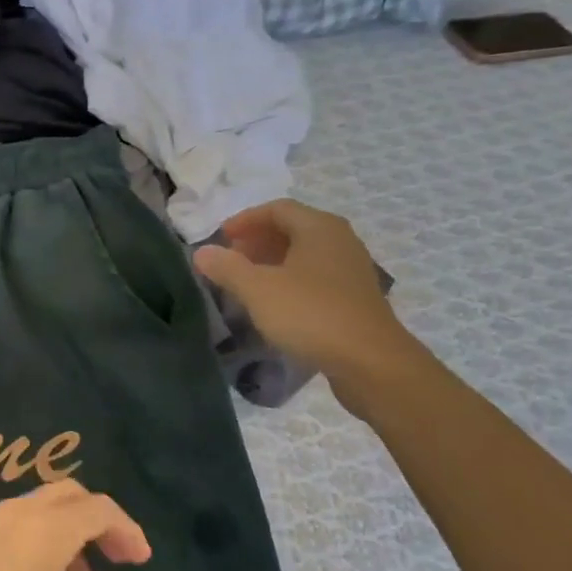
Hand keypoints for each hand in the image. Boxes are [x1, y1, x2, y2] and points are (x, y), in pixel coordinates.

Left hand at [0, 481, 149, 570]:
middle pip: (69, 495)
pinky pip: (12, 523)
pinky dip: (37, 539)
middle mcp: (15, 513)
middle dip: (98, 522)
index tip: (141, 562)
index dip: (127, 530)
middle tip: (115, 562)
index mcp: (45, 530)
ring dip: (67, 534)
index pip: (99, 508)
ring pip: (39, 509)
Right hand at [193, 200, 420, 408]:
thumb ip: (227, 268)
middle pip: (293, 229)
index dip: (245, 220)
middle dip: (257, 240)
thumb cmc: (310, 315)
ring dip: (273, 261)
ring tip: (248, 282)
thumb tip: (202, 252)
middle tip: (231, 260)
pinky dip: (291, 280)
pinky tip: (276, 304)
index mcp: (319, 227)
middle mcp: (340, 240)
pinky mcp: (356, 297)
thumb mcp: (258, 290)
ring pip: (305, 254)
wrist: (370, 361)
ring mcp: (351, 269)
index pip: (277, 209)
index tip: (220, 239)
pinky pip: (316, 276)